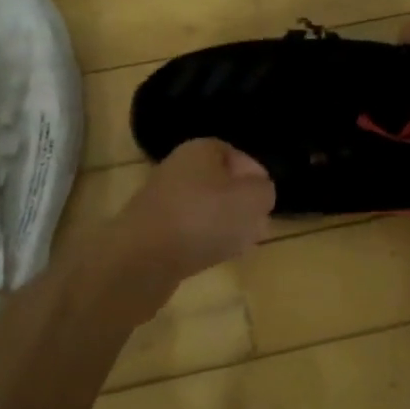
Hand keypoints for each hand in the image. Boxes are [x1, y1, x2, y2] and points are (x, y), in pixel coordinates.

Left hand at [98, 139, 275, 314]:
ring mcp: (161, 199)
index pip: (236, 154)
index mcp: (201, 149)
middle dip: (240, 204)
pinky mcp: (151, 230)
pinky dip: (202, 241)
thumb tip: (258, 192)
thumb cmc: (203, 218)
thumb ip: (264, 191)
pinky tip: (212, 257)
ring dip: (223, 225)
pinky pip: (187, 231)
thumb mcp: (252, 199)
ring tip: (239, 245)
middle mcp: (178, 167)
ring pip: (204, 208)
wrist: (142, 259)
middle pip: (220, 182)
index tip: (266, 201)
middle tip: (256, 225)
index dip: (255, 176)